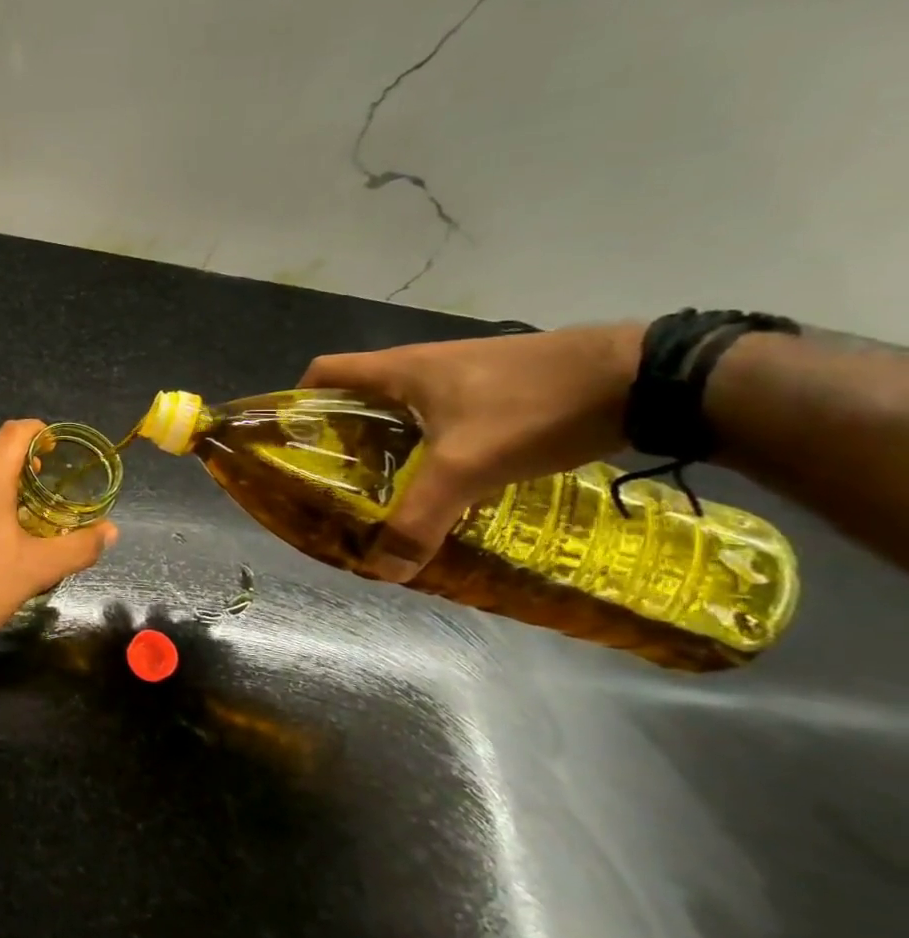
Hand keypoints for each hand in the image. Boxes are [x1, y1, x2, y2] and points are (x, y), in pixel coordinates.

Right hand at [300, 323, 642, 581]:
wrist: (641, 377)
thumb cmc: (531, 406)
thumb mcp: (468, 467)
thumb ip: (421, 518)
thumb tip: (383, 570)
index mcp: (397, 370)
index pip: (322, 373)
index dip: (298, 402)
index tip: (295, 444)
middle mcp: (420, 366)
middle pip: (358, 396)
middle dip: (342, 437)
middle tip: (339, 482)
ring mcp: (460, 375)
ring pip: (401, 409)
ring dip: (387, 443)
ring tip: (387, 488)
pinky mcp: (495, 388)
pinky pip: (440, 416)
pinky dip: (428, 445)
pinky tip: (448, 480)